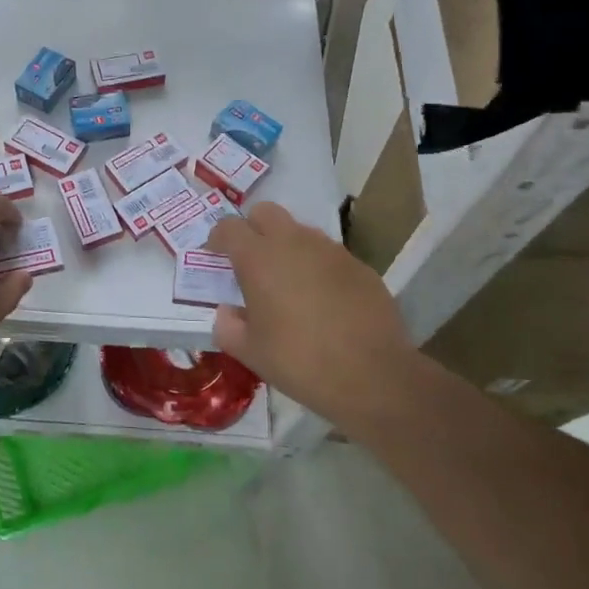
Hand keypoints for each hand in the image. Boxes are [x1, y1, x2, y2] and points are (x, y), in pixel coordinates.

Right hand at [204, 202, 418, 432]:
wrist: (373, 376)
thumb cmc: (300, 361)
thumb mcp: (250, 353)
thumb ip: (228, 326)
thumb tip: (228, 312)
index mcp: (259, 258)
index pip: (229, 227)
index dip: (218, 237)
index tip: (215, 255)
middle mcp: (294, 242)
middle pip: (265, 212)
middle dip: (253, 228)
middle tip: (250, 261)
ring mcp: (331, 251)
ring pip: (299, 231)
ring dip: (287, 246)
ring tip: (288, 283)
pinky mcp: (359, 266)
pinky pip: (328, 255)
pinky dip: (317, 267)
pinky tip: (322, 300)